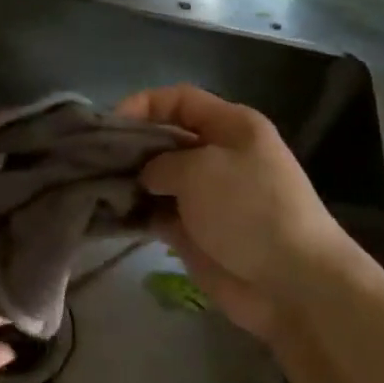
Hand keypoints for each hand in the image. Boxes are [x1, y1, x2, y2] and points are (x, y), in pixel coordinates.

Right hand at [115, 85, 383, 341]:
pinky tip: (109, 214)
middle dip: (130, 145)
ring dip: (129, 181)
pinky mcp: (196, 232)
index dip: (144, 104)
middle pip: (165, 138)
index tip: (110, 123)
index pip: (180, 100)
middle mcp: (218, 155)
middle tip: (92, 157)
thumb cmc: (249, 209)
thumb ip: (161, 162)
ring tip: (93, 185)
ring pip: (157, 178)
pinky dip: (136, 213)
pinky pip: (158, 213)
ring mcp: (207, 196)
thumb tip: (146, 176)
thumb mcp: (200, 169)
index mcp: (231, 127)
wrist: (291, 282)